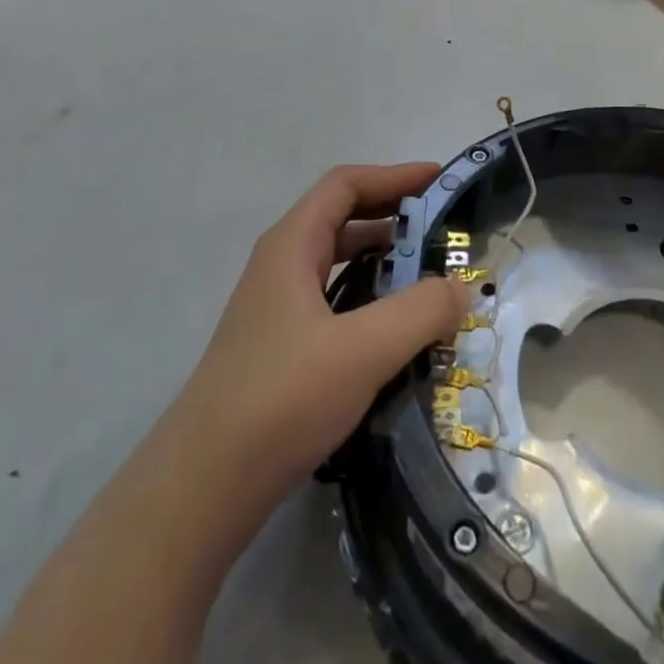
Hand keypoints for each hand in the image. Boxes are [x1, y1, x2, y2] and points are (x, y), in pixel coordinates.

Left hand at [167, 164, 467, 513]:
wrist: (202, 487)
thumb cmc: (281, 399)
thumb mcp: (362, 350)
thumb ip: (420, 311)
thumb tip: (460, 287)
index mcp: (291, 246)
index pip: (345, 186)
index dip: (393, 176)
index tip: (439, 180)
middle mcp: (280, 266)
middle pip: (341, 218)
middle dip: (393, 216)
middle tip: (442, 230)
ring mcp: (275, 309)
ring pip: (336, 263)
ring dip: (382, 259)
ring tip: (428, 277)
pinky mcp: (279, 348)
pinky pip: (333, 302)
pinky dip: (369, 298)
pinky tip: (394, 331)